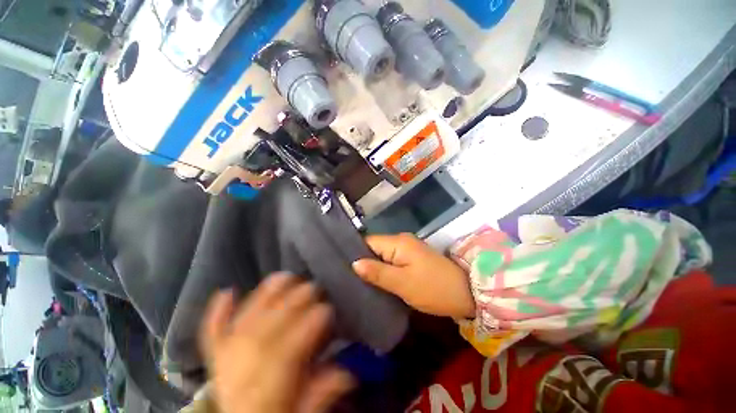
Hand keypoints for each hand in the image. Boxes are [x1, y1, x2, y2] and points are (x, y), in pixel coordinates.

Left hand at [201, 273, 354, 412]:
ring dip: (262, 298)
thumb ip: (320, 398)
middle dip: (292, 305)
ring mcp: (225, 365)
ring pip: (242, 326)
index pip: (286, 356)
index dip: (307, 329)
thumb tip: (346, 373)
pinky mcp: (217, 360)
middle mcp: (241, 377)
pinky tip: (226, 292)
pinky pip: (212, 335)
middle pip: (264, 334)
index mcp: (263, 396)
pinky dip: (217, 313)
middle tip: (313, 286)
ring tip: (283, 277)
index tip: (327, 309)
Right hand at [352, 234, 474, 318]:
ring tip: (358, 281)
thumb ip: (377, 272)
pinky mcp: (412, 258)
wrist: (466, 293)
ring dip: (373, 267)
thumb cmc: (433, 288)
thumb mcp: (403, 283)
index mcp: (398, 242)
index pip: (368, 242)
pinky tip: (376, 280)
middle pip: (374, 247)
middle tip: (348, 278)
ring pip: (382, 255)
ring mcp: (407, 249)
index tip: (342, 267)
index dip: (355, 253)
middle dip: (363, 261)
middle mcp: (401, 240)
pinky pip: (391, 260)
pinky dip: (383, 269)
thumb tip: (354, 263)